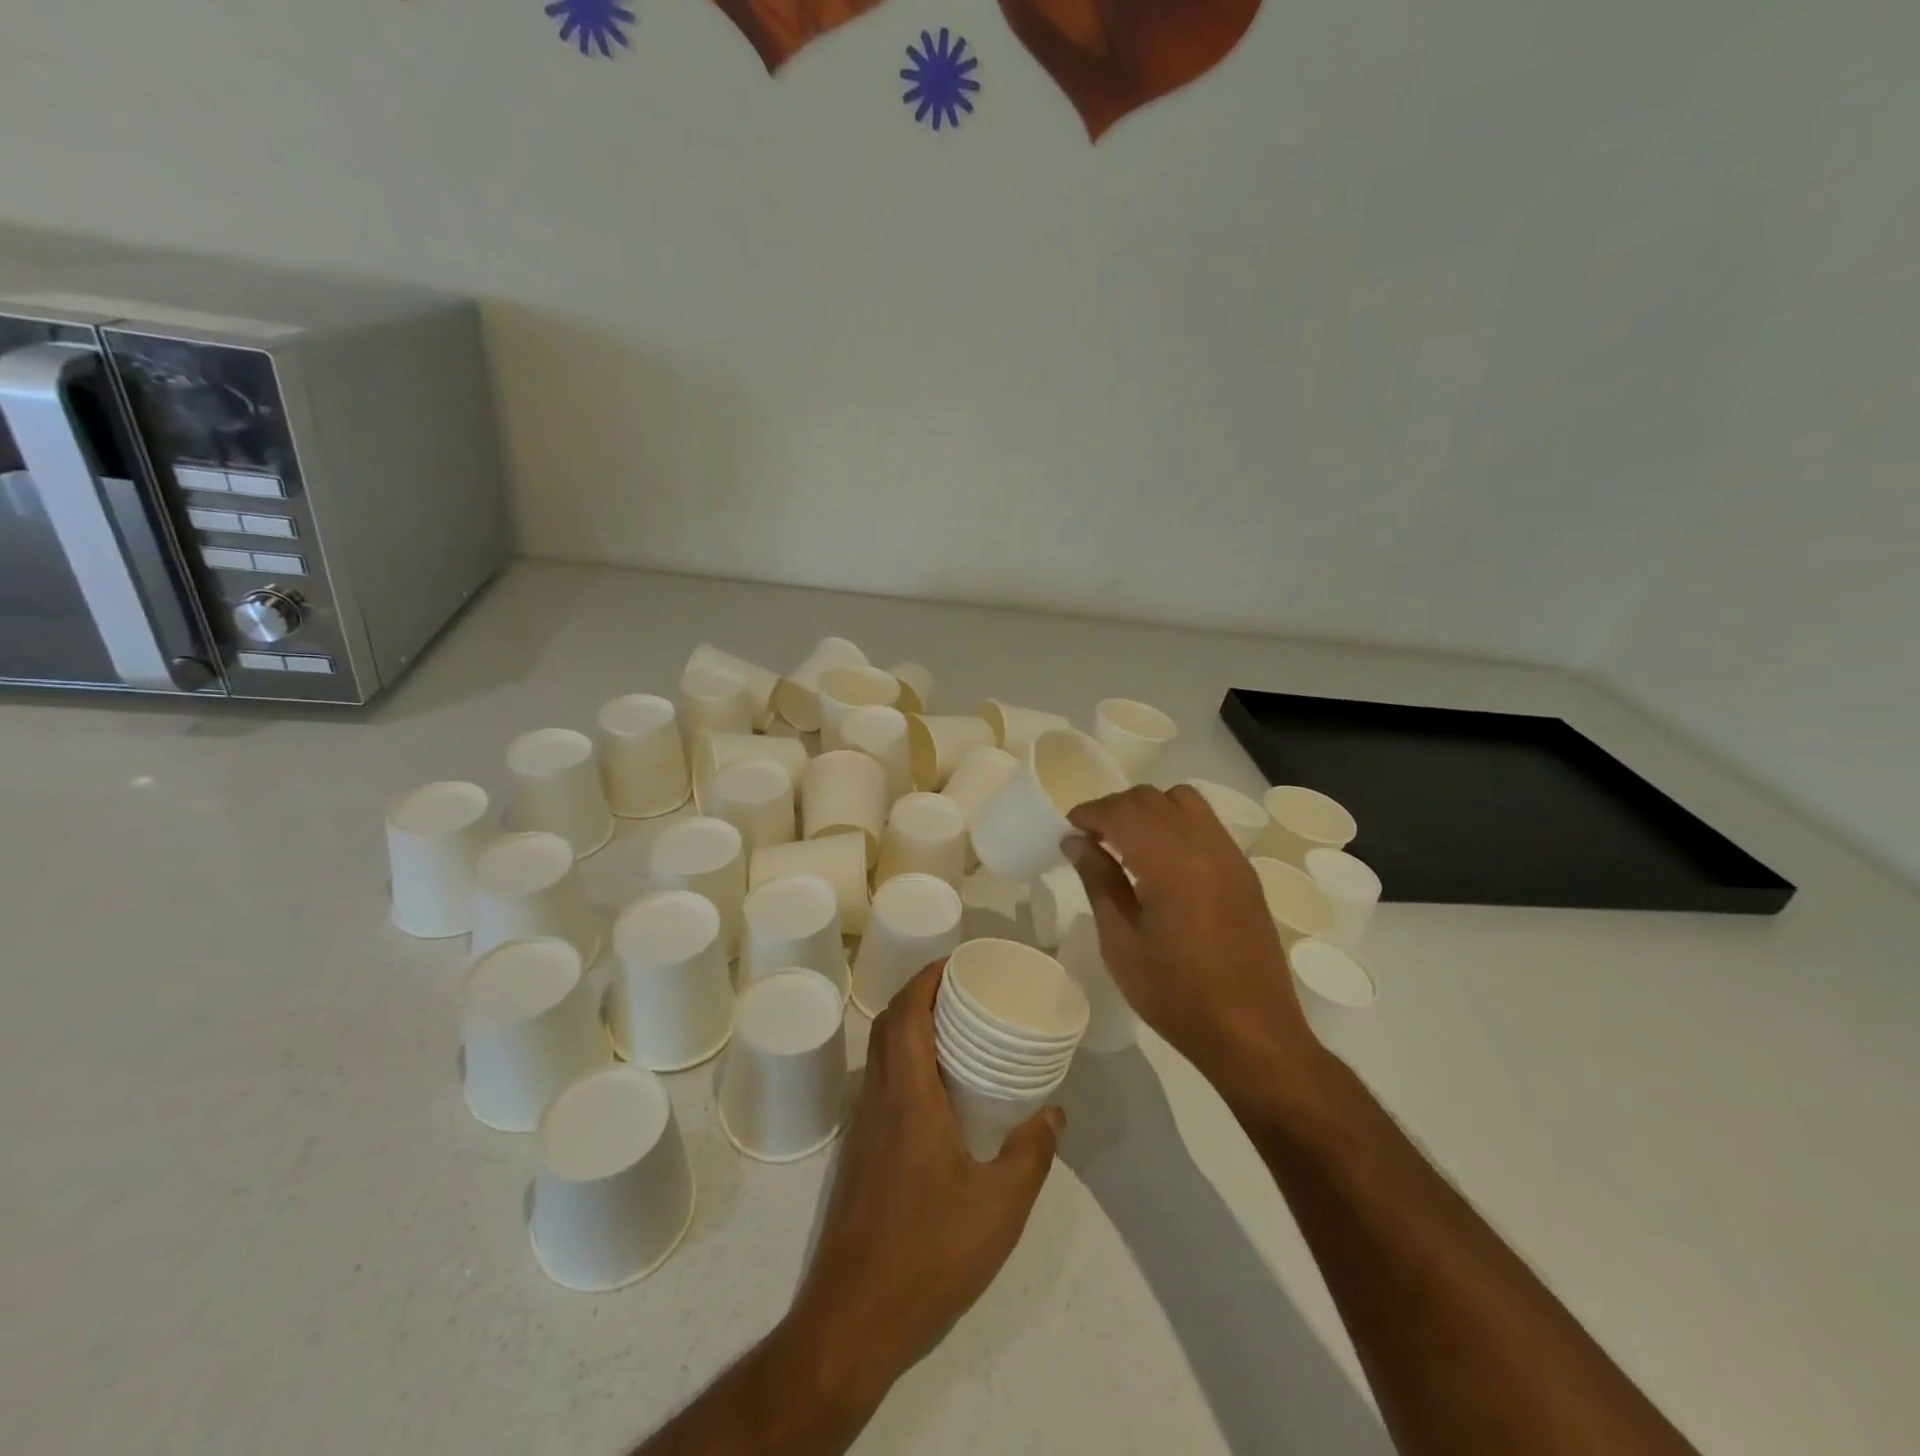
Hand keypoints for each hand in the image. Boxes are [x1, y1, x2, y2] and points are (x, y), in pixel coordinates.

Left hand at [785, 961, 1062, 1402]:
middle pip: (888, 1024)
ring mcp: (863, 1128)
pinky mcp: (860, 1154)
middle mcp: (878, 1101)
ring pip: (881, 1054)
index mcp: (907, 1098)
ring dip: (911, 1027)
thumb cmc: (928, 1255)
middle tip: (966, 991)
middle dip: (921, 994)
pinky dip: (906, 1062)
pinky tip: (940, 1092)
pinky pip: (882, 1083)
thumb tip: (1055, 1112)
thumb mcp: (999, 1208)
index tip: (959, 963)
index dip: (927, 977)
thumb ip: (1031, 1154)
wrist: (852, 1321)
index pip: (905, 1013)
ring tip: (958, 1031)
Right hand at [1066, 785, 1328, 1107]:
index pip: (1123, 812)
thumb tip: (1075, 841)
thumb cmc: (1176, 996)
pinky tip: (1160, 858)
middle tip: (1090, 838)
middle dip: (1115, 808)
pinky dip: (1175, 822)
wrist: (1252, 1034)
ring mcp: (1230, 855)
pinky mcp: (1243, 871)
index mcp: (1171, 863)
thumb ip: (1099, 882)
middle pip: (1152, 799)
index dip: (1090, 813)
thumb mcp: (1121, 943)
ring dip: (1148, 809)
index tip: (1068, 829)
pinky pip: (1205, 823)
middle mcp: (1205, 845)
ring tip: (1125, 843)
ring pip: (1183, 801)